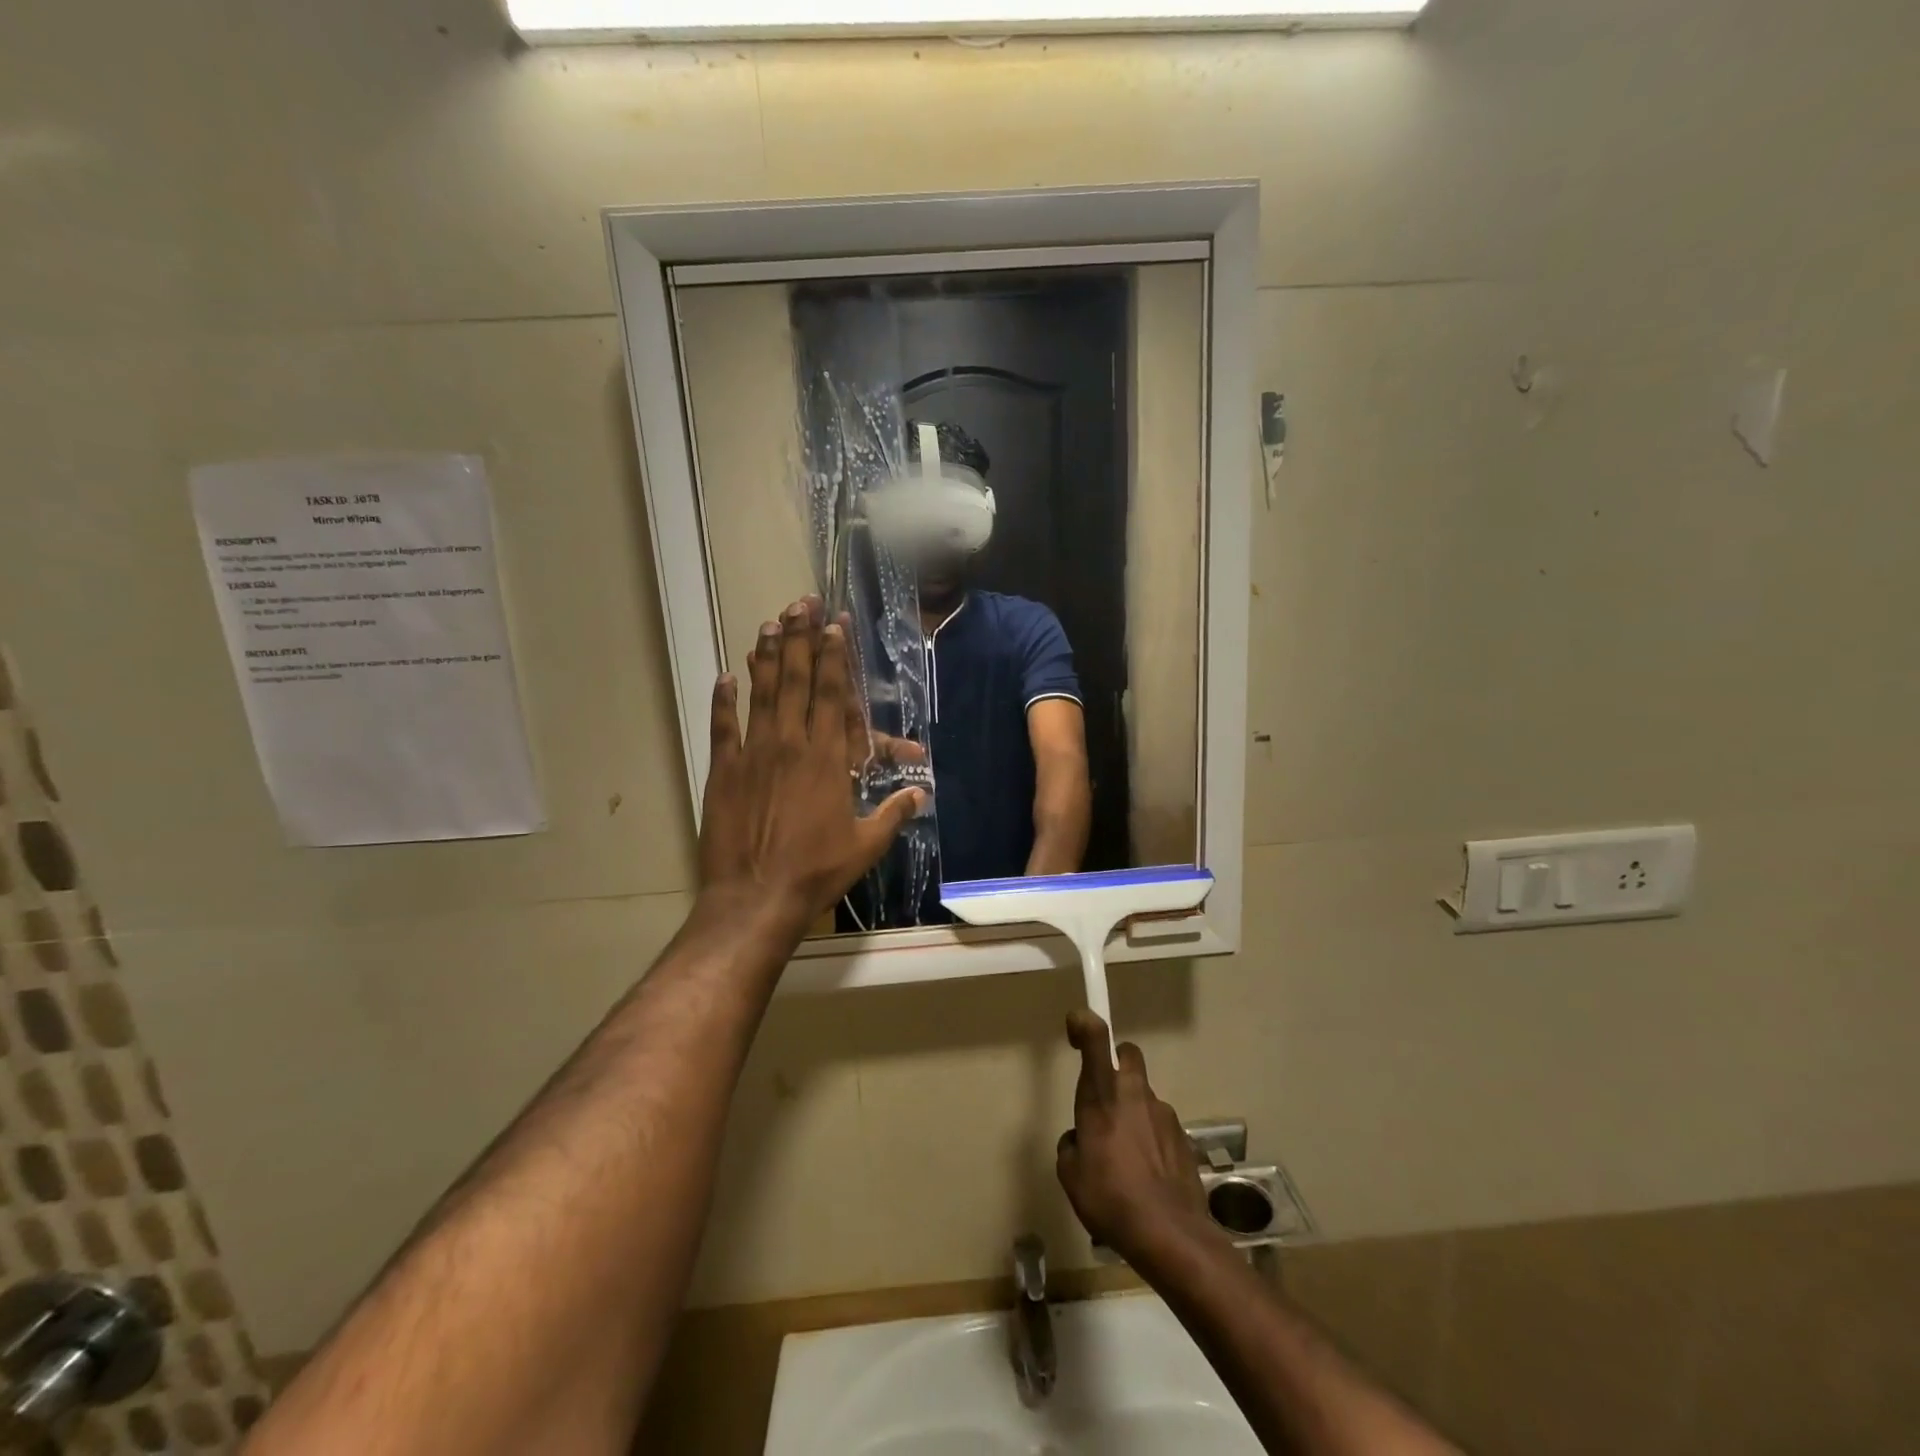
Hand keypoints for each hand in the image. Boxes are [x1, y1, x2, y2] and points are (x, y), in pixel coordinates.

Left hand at [699, 596, 923, 923]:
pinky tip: (726, 676)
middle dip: (801, 639)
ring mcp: (753, 754)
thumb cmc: (817, 871)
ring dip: (768, 657)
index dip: (835, 656)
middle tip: (801, 603)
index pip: (834, 695)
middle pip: (798, 681)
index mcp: (827, 758)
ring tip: (770, 623)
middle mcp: (790, 744)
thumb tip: (923, 793)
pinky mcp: (724, 771)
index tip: (833, 624)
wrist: (755, 897)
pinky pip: (724, 726)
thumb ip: (894, 813)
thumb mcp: (866, 845)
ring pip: (762, 694)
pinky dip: (724, 700)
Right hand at [1056, 1011, 1219, 1267]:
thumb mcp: (1070, 1174)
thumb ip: (1071, 1144)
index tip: (1076, 1025)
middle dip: (1117, 1064)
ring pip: (1144, 1096)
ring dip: (1133, 1113)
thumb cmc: (1110, 1198)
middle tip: (1106, 1099)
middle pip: (1128, 1055)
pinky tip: (1146, 1177)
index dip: (1085, 1023)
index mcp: (1102, 1095)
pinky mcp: (1183, 1137)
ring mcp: (1163, 1114)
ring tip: (1125, 1159)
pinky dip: (1151, 1141)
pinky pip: (1160, 1127)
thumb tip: (1080, 1139)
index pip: (1097, 1039)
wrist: (1170, 1234)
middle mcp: (1134, 1093)